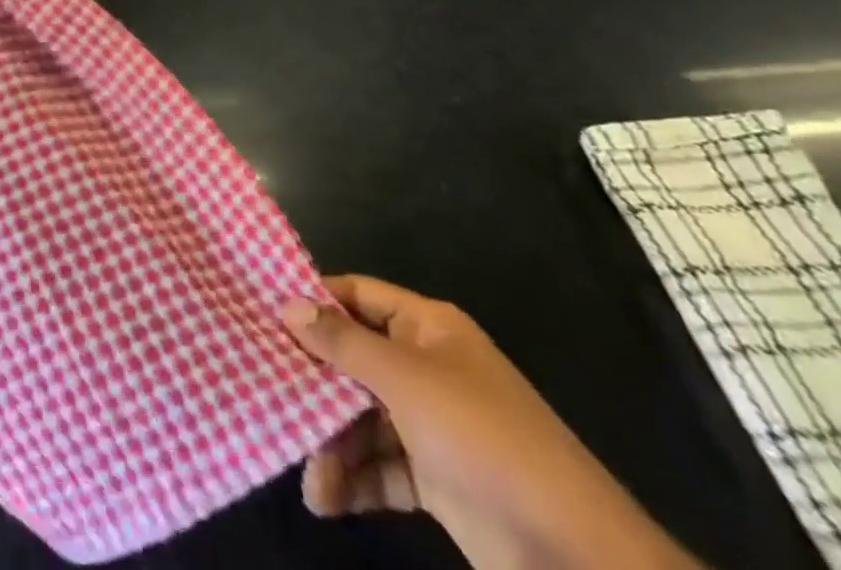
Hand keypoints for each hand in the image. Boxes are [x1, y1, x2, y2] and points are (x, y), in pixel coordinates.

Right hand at [282, 277, 699, 569]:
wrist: (577, 557)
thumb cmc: (483, 439)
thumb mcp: (405, 380)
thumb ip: (343, 342)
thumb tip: (287, 303)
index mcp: (427, 329)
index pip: (358, 295)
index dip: (315, 300)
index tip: (263, 310)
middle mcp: (427, 367)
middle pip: (355, 359)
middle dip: (315, 383)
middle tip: (268, 394)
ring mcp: (433, 425)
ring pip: (363, 418)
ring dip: (332, 444)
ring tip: (310, 477)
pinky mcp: (437, 480)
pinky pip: (382, 466)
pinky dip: (356, 481)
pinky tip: (327, 500)